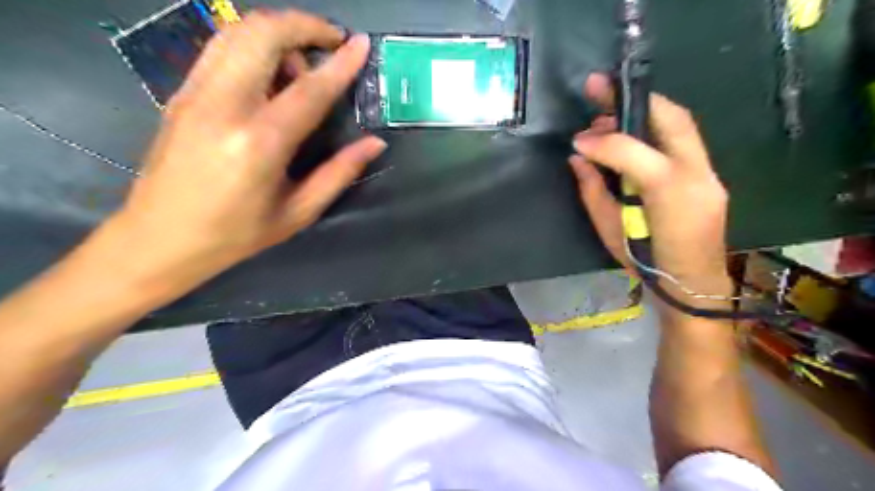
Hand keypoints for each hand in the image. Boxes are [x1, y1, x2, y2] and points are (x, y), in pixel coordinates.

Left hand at [106, 11, 385, 288]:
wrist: (159, 238)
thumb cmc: (236, 234)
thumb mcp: (298, 212)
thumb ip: (339, 173)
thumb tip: (374, 144)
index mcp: (259, 143)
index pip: (308, 90)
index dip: (340, 64)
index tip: (361, 44)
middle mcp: (224, 106)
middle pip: (262, 35)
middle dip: (303, 26)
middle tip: (332, 41)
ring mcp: (195, 94)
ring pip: (237, 32)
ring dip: (277, 32)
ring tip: (302, 62)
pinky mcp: (181, 93)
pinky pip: (220, 48)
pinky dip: (253, 45)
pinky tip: (270, 73)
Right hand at [568, 74, 733, 300]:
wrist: (692, 283)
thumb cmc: (646, 262)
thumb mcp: (609, 231)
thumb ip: (592, 191)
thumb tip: (577, 158)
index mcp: (667, 194)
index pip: (632, 151)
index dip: (602, 139)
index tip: (577, 137)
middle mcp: (696, 174)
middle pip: (670, 118)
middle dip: (630, 98)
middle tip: (597, 88)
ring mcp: (708, 173)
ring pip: (680, 123)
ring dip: (642, 112)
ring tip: (607, 117)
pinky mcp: (709, 175)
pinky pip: (681, 139)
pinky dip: (654, 128)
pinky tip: (631, 133)